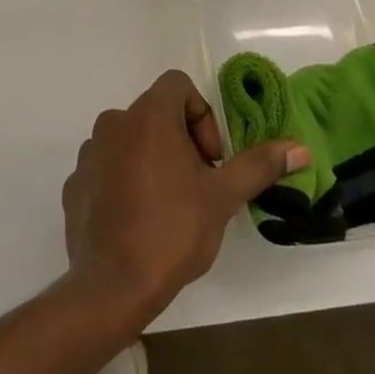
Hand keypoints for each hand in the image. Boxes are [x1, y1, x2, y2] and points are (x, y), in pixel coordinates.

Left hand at [61, 70, 308, 317]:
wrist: (112, 287)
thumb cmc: (172, 230)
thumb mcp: (223, 197)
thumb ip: (258, 165)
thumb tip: (300, 148)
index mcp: (148, 116)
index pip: (178, 86)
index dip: (202, 116)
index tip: (211, 159)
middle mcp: (113, 124)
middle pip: (155, 115)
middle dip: (181, 142)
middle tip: (197, 185)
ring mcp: (89, 155)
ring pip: (130, 141)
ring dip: (152, 160)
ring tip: (169, 205)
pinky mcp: (74, 185)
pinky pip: (107, 169)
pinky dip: (124, 182)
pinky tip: (138, 220)